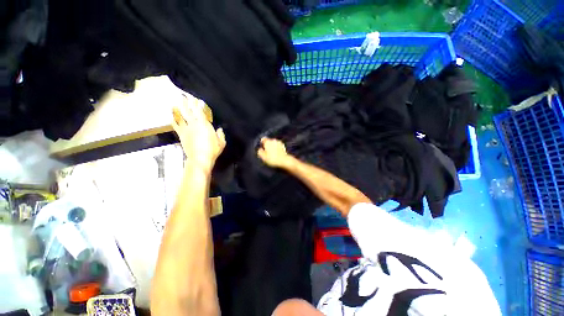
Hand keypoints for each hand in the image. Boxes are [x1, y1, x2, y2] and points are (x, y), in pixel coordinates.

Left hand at [172, 96, 225, 171]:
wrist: (200, 158)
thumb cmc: (212, 150)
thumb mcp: (221, 143)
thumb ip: (221, 135)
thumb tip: (219, 130)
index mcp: (204, 125)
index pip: (199, 111)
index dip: (197, 105)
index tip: (196, 99)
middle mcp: (194, 124)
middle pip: (188, 111)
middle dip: (185, 103)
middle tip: (183, 96)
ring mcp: (186, 129)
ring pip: (181, 116)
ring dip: (178, 109)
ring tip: (175, 103)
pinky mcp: (181, 135)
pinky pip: (176, 125)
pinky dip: (173, 120)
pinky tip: (172, 116)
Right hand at [257, 138, 291, 168]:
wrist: (284, 160)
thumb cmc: (272, 159)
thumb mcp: (263, 157)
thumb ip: (260, 152)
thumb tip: (260, 149)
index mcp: (267, 142)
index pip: (263, 139)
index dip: (262, 143)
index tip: (262, 147)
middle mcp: (273, 140)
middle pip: (269, 141)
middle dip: (267, 145)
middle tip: (267, 152)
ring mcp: (279, 142)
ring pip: (274, 143)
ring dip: (273, 146)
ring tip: (272, 153)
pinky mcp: (283, 146)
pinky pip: (278, 146)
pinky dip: (277, 148)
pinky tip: (277, 153)